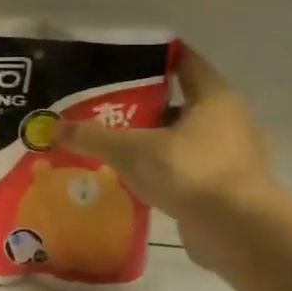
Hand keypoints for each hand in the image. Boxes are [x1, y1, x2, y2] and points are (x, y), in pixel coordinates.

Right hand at [55, 50, 279, 270]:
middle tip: (106, 108)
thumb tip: (53, 127)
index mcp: (215, 99)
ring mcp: (234, 158)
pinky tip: (135, 180)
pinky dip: (165, 171)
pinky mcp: (229, 190)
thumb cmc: (189, 171)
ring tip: (115, 146)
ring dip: (155, 141)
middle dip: (146, 106)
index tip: (120, 63)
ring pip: (185, 139)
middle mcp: (231, 123)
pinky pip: (189, 170)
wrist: (238, 231)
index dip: (155, 60)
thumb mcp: (129, 150)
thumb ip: (91, 136)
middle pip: (182, 104)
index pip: (186, 64)